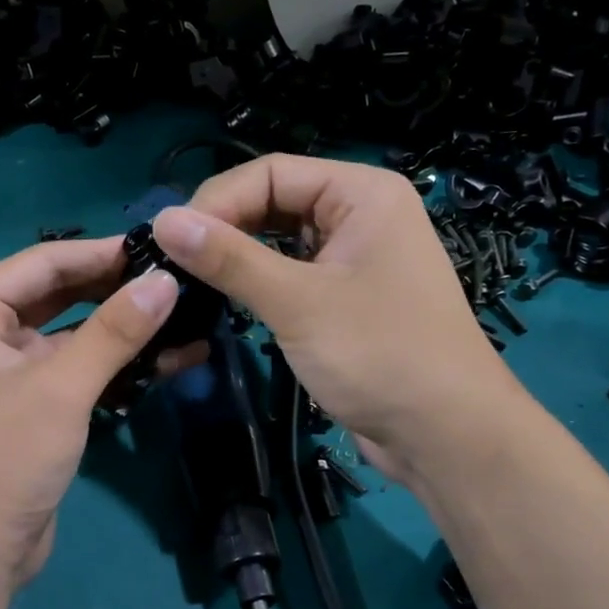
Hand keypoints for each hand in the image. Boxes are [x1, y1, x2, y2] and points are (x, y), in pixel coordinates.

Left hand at [0, 237, 186, 590]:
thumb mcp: (62, 388)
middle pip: (59, 293)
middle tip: (178, 279)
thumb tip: (167, 280)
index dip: (102, 252)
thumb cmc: (4, 460)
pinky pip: (79, 367)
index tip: (160, 248)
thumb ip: (115, 331)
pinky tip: (170, 358)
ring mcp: (9, 368)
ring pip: (74, 332)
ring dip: (124, 328)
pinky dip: (118, 363)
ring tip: (185, 314)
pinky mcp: (34, 402)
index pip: (43, 263)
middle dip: (116, 288)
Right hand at [152, 155, 532, 481]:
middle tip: (174, 265)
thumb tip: (163, 221)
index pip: (271, 172)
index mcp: (362, 193)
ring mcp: (354, 258)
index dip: (217, 201)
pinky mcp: (345, 298)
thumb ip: (230, 259)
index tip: (170, 240)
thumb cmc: (380, 355)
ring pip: (279, 241)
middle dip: (225, 228)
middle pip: (274, 201)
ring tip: (190, 280)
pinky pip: (291, 274)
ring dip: (237, 257)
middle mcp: (360, 215)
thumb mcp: (298, 302)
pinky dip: (257, 283)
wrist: (446, 435)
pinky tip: (225, 299)